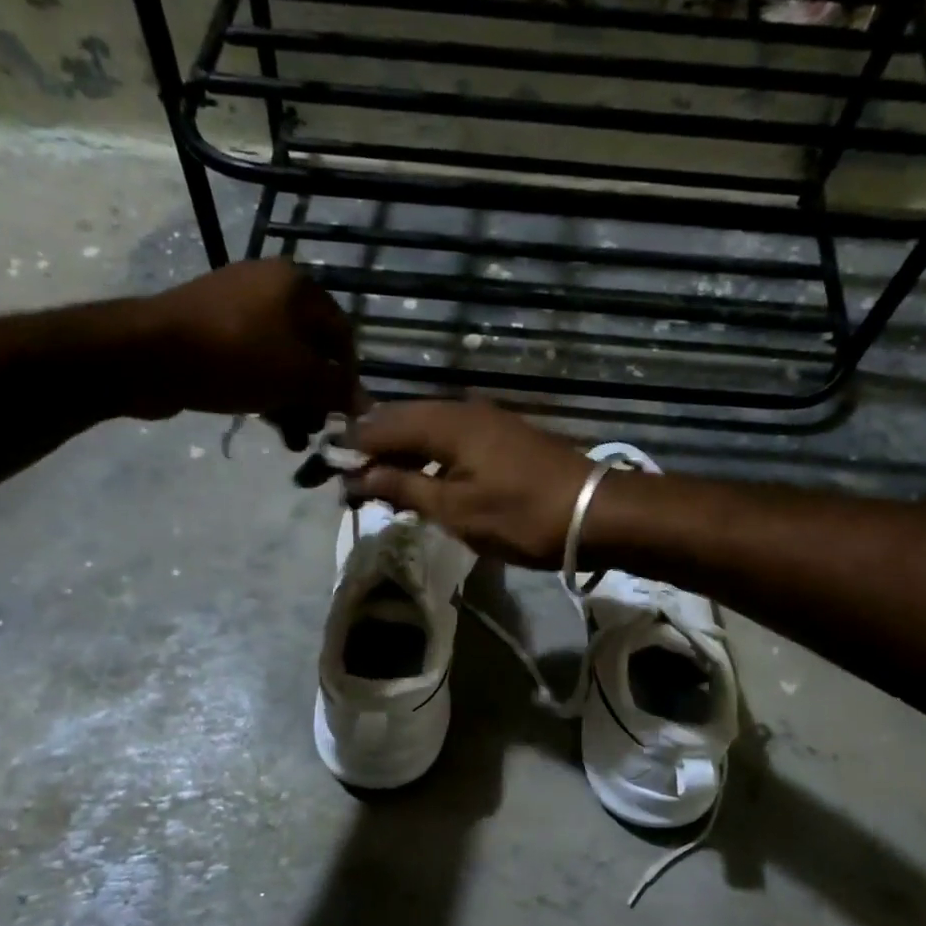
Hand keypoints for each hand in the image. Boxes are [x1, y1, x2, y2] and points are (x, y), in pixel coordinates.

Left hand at [127, 259, 360, 445]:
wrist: (148, 354)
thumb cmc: (237, 357)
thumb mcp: (299, 377)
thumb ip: (337, 390)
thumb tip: (365, 404)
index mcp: (297, 284)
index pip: (342, 334)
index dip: (348, 377)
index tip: (344, 414)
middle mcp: (269, 285)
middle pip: (310, 349)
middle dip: (316, 395)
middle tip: (315, 430)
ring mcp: (236, 305)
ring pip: (280, 360)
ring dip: (292, 401)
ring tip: (292, 438)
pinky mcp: (210, 329)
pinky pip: (251, 361)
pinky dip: (264, 390)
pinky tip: (266, 422)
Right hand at [347, 401, 592, 567]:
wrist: (594, 512)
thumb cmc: (521, 515)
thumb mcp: (456, 509)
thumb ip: (405, 487)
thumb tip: (361, 475)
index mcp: (446, 422)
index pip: (382, 425)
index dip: (354, 448)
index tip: (331, 473)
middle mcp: (463, 410)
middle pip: (404, 420)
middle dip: (375, 448)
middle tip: (354, 481)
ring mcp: (487, 420)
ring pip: (428, 428)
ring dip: (403, 453)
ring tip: (383, 484)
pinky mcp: (503, 436)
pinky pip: (452, 437)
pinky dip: (430, 456)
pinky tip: (425, 478)